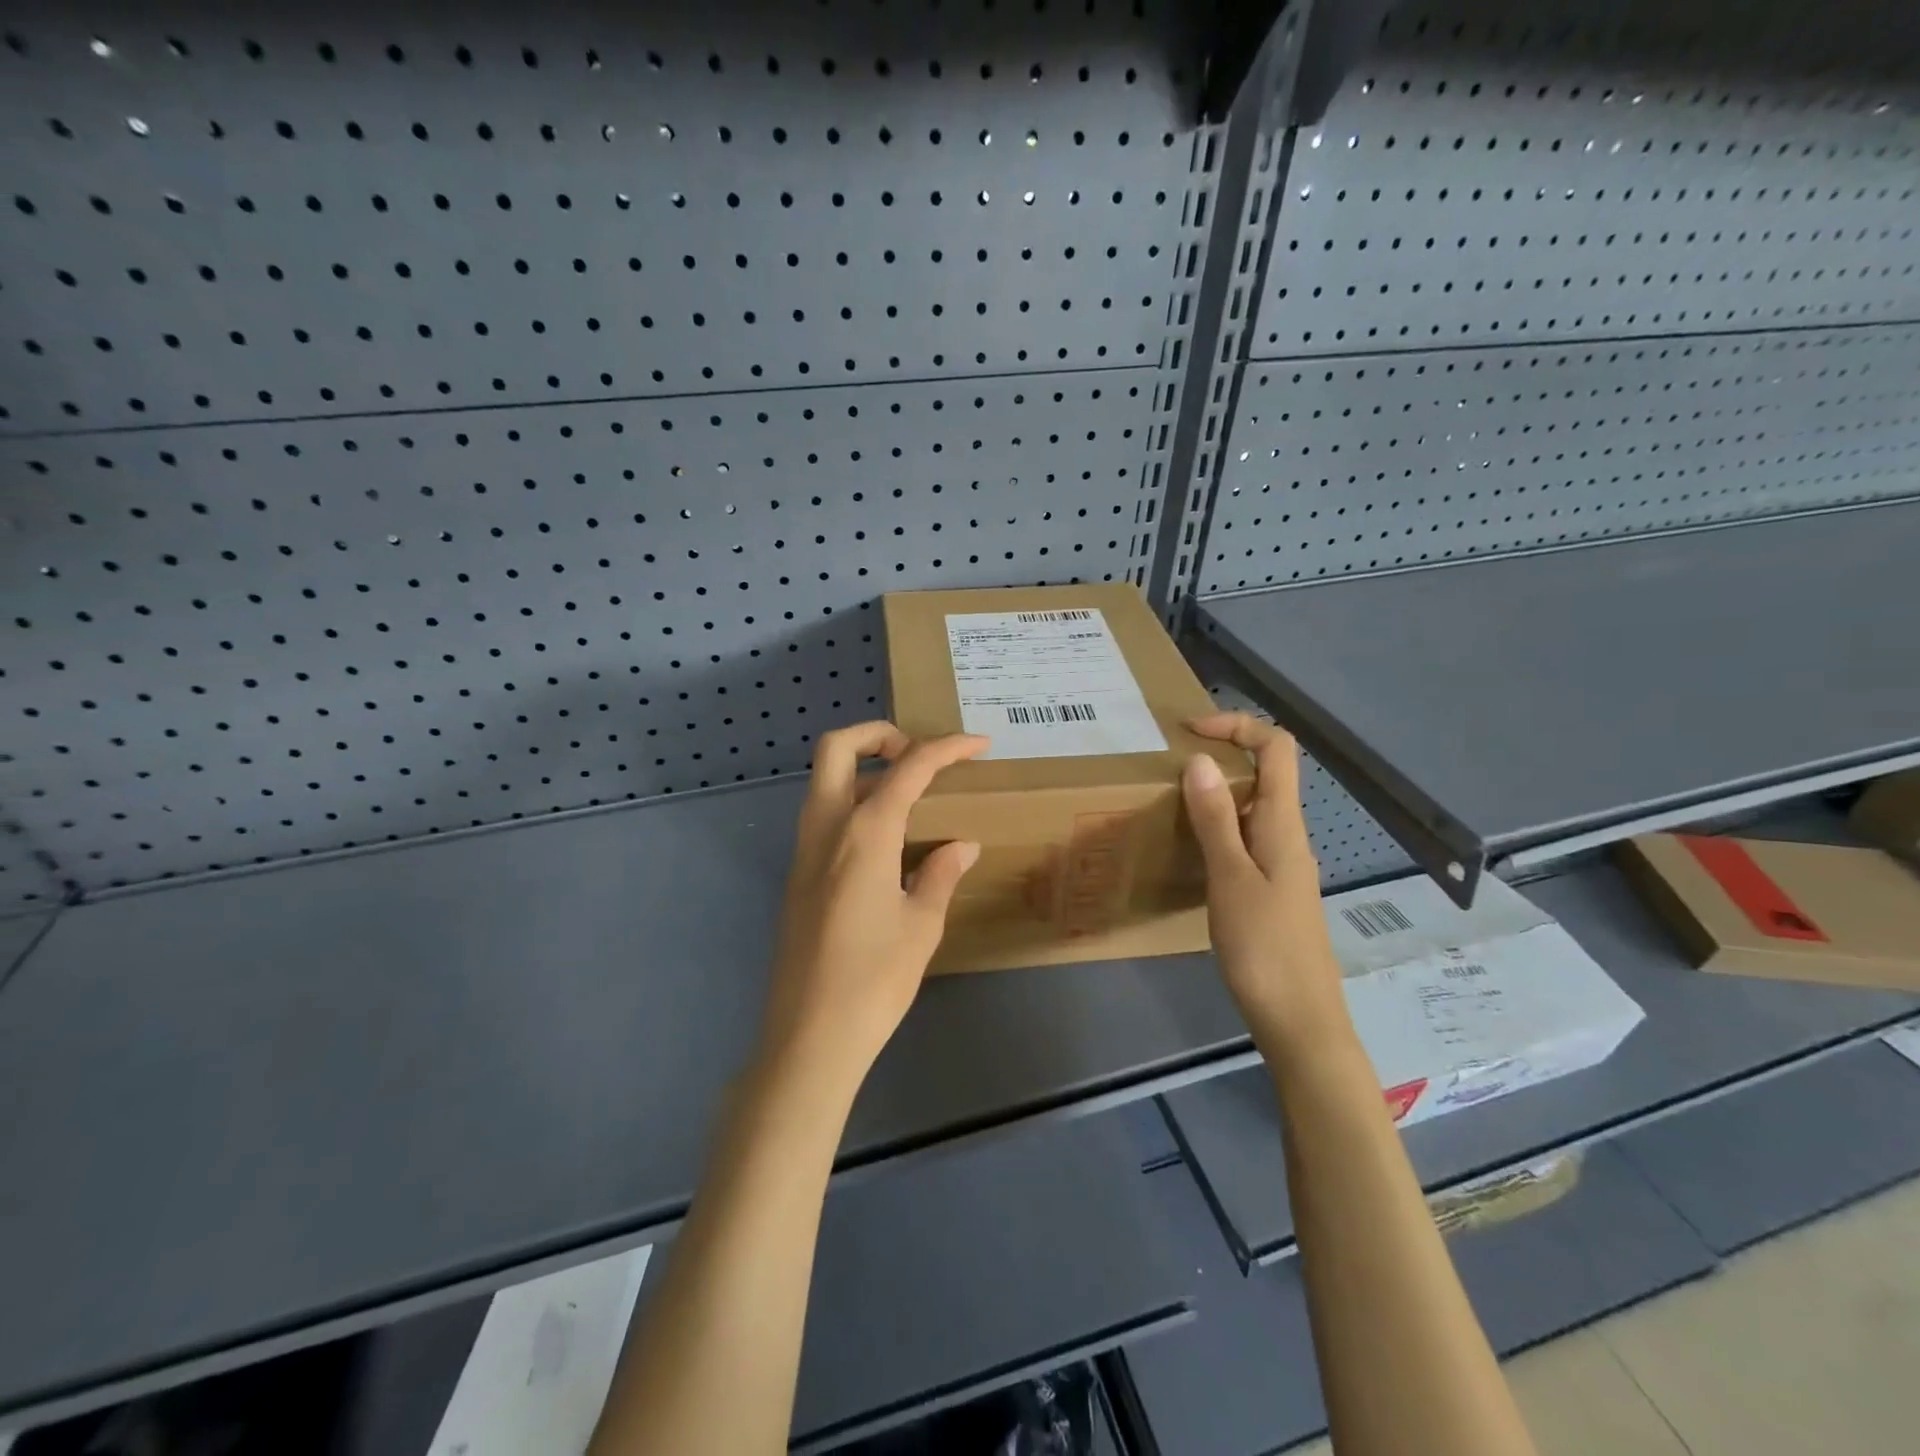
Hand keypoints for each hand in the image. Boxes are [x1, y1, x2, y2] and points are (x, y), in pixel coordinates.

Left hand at [760, 721, 987, 1092]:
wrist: (810, 1036)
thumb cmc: (874, 981)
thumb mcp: (921, 926)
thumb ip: (940, 874)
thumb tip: (961, 846)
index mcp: (864, 834)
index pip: (908, 768)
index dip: (947, 748)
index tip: (979, 745)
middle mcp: (826, 829)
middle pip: (837, 747)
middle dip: (878, 734)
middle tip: (917, 754)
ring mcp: (804, 851)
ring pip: (824, 780)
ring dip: (863, 768)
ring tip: (909, 793)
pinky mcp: (797, 875)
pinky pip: (822, 815)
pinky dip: (852, 802)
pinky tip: (886, 839)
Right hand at [1182, 712, 1348, 1054]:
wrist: (1299, 1021)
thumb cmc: (1265, 948)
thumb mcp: (1231, 879)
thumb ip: (1215, 820)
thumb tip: (1199, 760)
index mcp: (1284, 825)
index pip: (1276, 749)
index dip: (1237, 726)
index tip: (1189, 732)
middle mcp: (1288, 835)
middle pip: (1265, 773)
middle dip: (1220, 755)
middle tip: (1167, 765)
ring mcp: (1281, 864)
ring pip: (1252, 808)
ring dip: (1215, 793)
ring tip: (1168, 800)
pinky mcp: (1271, 890)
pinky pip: (1245, 839)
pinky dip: (1217, 828)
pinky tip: (1188, 848)